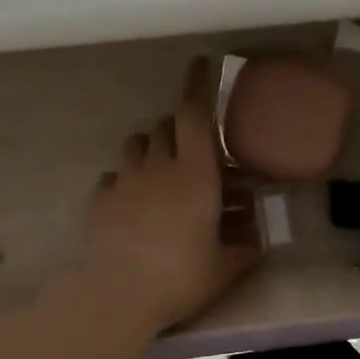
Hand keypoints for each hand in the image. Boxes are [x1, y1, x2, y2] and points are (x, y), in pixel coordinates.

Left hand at [81, 57, 261, 331]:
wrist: (117, 295)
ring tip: (161, 168)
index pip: (194, 114)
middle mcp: (158, 167)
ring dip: (151, 147)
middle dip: (179, 126)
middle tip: (193, 144)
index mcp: (195, 174)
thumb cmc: (180, 276)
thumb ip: (244, 249)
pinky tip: (131, 199)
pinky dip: (125, 179)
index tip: (200, 63)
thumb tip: (259, 243)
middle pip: (165, 126)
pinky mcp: (100, 201)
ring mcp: (125, 182)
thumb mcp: (224, 268)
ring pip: (136, 144)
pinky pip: (113, 176)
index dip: (197, 85)